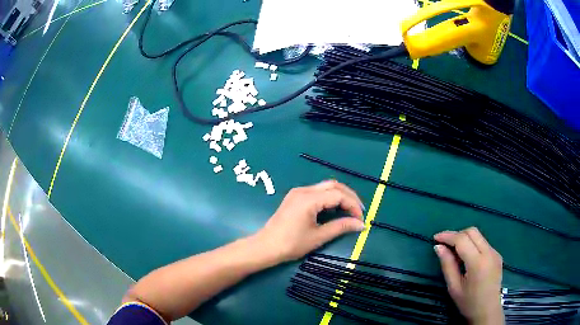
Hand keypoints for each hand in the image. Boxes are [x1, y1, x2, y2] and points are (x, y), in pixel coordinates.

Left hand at [254, 180, 364, 263]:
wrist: (265, 247)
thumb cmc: (291, 244)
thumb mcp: (318, 237)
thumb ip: (341, 227)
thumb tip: (361, 224)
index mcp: (309, 199)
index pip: (338, 195)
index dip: (353, 205)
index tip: (360, 219)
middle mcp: (304, 190)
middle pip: (333, 185)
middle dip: (349, 196)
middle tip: (359, 212)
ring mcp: (298, 192)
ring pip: (325, 187)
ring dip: (340, 196)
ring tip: (350, 210)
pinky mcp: (295, 197)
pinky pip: (317, 192)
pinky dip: (329, 198)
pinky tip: (335, 209)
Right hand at [434, 227, 503, 324]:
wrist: (488, 311)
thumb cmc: (468, 303)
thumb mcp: (454, 287)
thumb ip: (447, 265)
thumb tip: (438, 247)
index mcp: (478, 263)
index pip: (462, 239)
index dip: (448, 236)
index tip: (435, 238)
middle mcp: (489, 252)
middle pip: (472, 232)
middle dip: (456, 234)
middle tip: (444, 244)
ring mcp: (495, 252)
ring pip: (478, 235)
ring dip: (465, 238)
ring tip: (454, 252)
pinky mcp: (497, 255)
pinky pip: (483, 243)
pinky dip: (472, 244)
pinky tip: (467, 257)